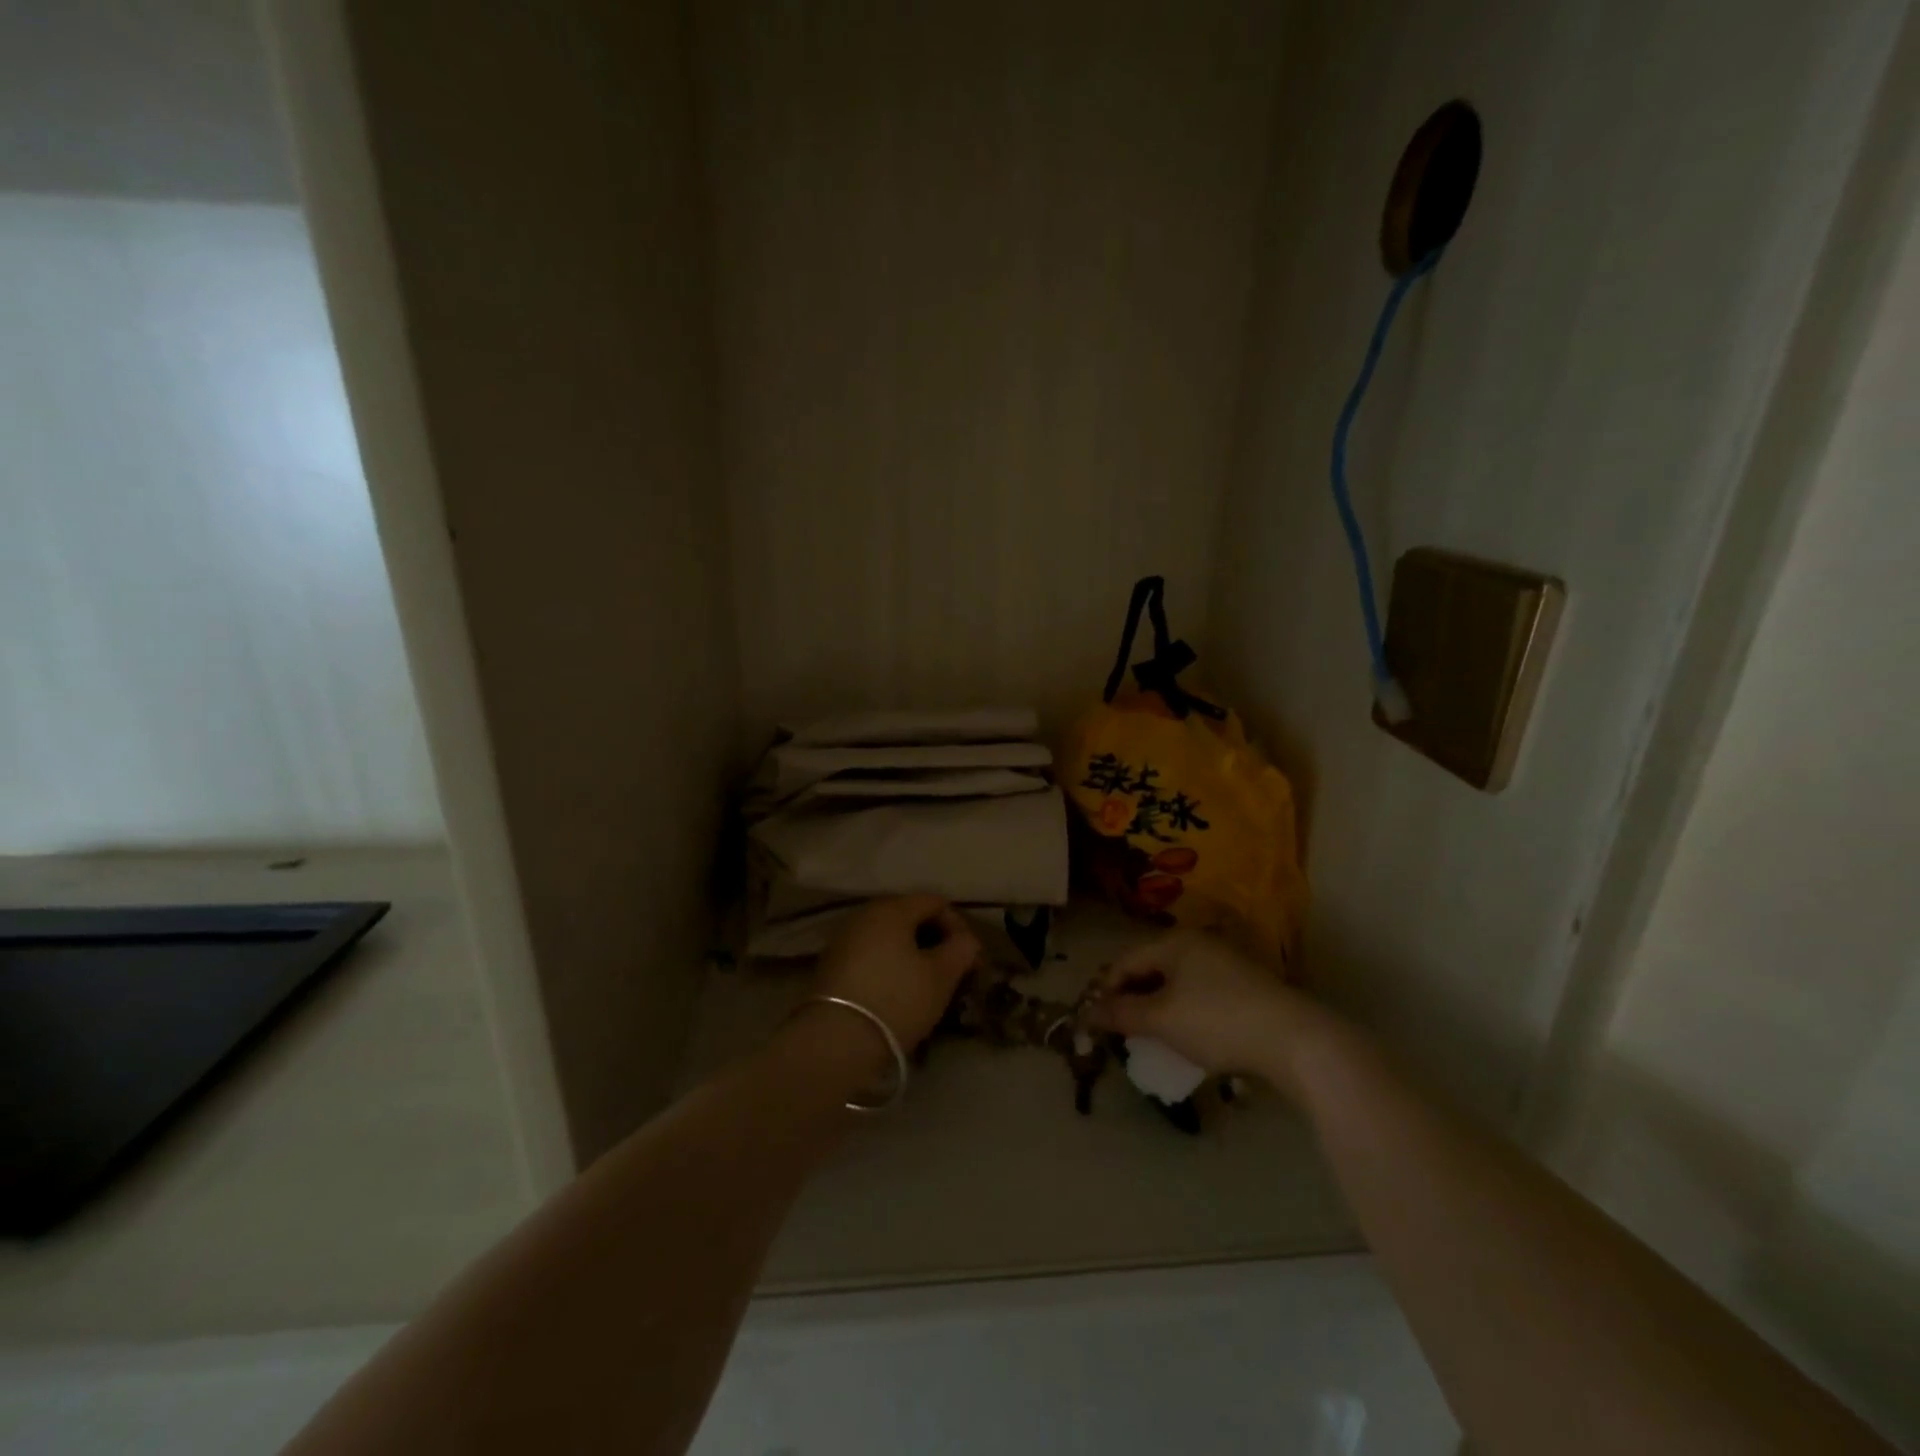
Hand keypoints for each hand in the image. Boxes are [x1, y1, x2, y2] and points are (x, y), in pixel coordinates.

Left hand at [809, 895, 979, 1060]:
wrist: (835, 1041)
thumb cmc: (897, 1000)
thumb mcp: (941, 976)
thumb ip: (961, 949)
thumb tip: (966, 940)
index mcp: (892, 909)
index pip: (935, 902)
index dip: (958, 925)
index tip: (969, 957)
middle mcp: (864, 914)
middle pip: (909, 915)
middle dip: (934, 938)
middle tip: (951, 969)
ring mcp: (843, 938)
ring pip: (888, 936)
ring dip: (910, 952)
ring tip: (926, 983)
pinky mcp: (830, 964)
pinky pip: (869, 953)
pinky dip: (888, 964)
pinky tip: (897, 991)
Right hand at [1085, 931, 1324, 1093]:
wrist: (1294, 1039)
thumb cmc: (1217, 1021)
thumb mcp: (1162, 1019)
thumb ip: (1121, 1013)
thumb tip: (1088, 1012)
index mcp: (1174, 942)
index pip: (1125, 961)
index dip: (1104, 989)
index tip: (1094, 1021)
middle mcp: (1198, 943)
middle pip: (1150, 967)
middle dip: (1130, 997)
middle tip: (1118, 1028)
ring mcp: (1225, 963)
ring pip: (1175, 981)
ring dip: (1155, 1006)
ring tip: (1147, 1035)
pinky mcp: (1244, 986)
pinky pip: (1198, 992)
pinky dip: (1182, 1010)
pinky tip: (1184, 1034)